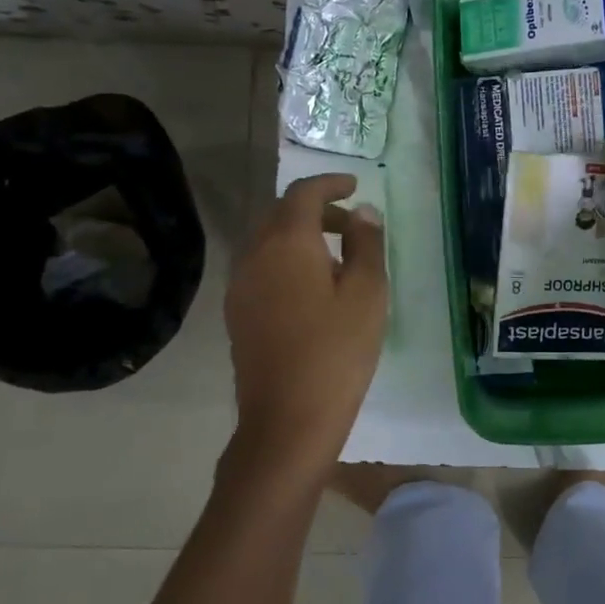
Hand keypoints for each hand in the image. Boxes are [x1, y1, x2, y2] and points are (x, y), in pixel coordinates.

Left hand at [225, 174, 386, 482]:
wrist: (287, 420)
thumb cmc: (336, 351)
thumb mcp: (367, 293)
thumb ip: (366, 244)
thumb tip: (362, 212)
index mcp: (286, 243)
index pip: (303, 194)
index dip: (330, 183)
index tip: (354, 184)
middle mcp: (254, 255)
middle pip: (281, 214)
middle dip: (316, 209)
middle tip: (351, 224)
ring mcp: (240, 286)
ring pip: (268, 241)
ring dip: (299, 235)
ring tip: (336, 257)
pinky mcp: (237, 313)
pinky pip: (261, 267)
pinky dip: (286, 260)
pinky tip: (311, 288)